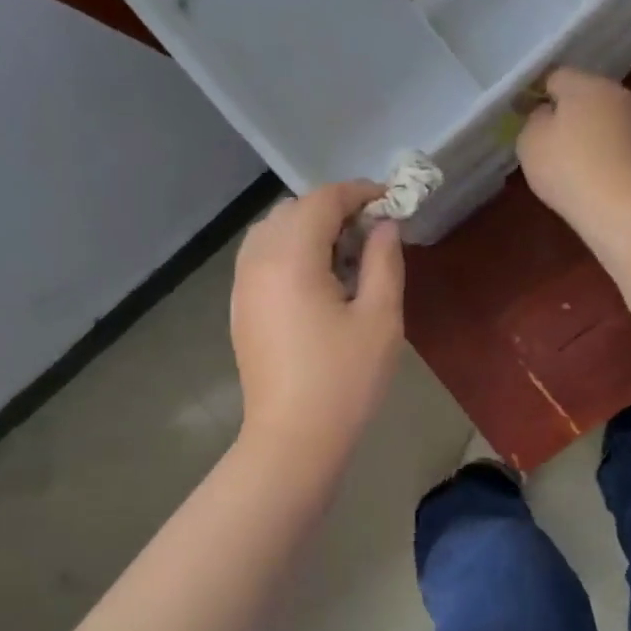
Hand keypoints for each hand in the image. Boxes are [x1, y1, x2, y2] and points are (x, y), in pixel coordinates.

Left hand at [231, 181, 404, 459]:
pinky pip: (261, 257)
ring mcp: (242, 285)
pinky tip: (317, 279)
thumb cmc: (345, 380)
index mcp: (291, 258)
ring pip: (272, 231)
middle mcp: (257, 261)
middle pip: (293, 210)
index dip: (358, 193)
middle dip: (333, 208)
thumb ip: (384, 261)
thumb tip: (384, 226)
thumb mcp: (380, 318)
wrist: (294, 437)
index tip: (389, 201)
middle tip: (371, 231)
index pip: (322, 201)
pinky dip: (289, 250)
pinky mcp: (240, 308)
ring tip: (345, 254)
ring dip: (308, 228)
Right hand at [516, 68, 630, 229]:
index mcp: (585, 83)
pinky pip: (612, 140)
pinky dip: (598, 150)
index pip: (554, 76)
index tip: (522, 116)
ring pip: (599, 117)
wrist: (619, 206)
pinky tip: (587, 172)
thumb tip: (546, 113)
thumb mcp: (530, 141)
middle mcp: (615, 92)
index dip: (535, 94)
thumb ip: (533, 119)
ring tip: (566, 160)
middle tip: (543, 140)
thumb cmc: (567, 168)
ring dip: (583, 131)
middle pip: (581, 94)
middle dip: (563, 112)